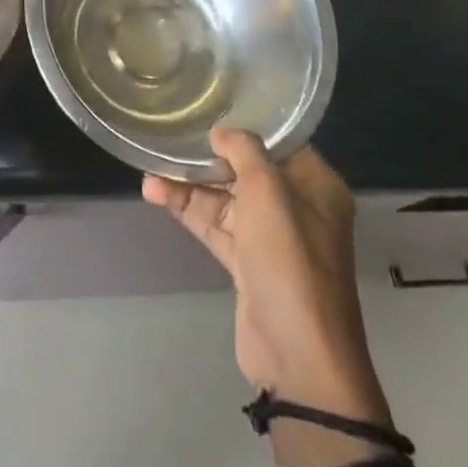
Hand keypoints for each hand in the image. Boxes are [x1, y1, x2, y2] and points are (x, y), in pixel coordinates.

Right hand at [144, 131, 381, 413]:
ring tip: (150, 172)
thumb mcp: (268, 193)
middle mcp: (298, 208)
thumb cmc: (290, 262)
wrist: (298, 356)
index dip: (246, 126)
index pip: (280, 144)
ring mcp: (272, 239)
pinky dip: (189, 210)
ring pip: (226, 199)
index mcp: (317, 187)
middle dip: (209, 158)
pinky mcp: (249, 264)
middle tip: (171, 140)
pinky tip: (156, 194)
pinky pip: (216, 225)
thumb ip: (245, 152)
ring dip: (190, 186)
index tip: (209, 110)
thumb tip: (223, 133)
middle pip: (248, 170)